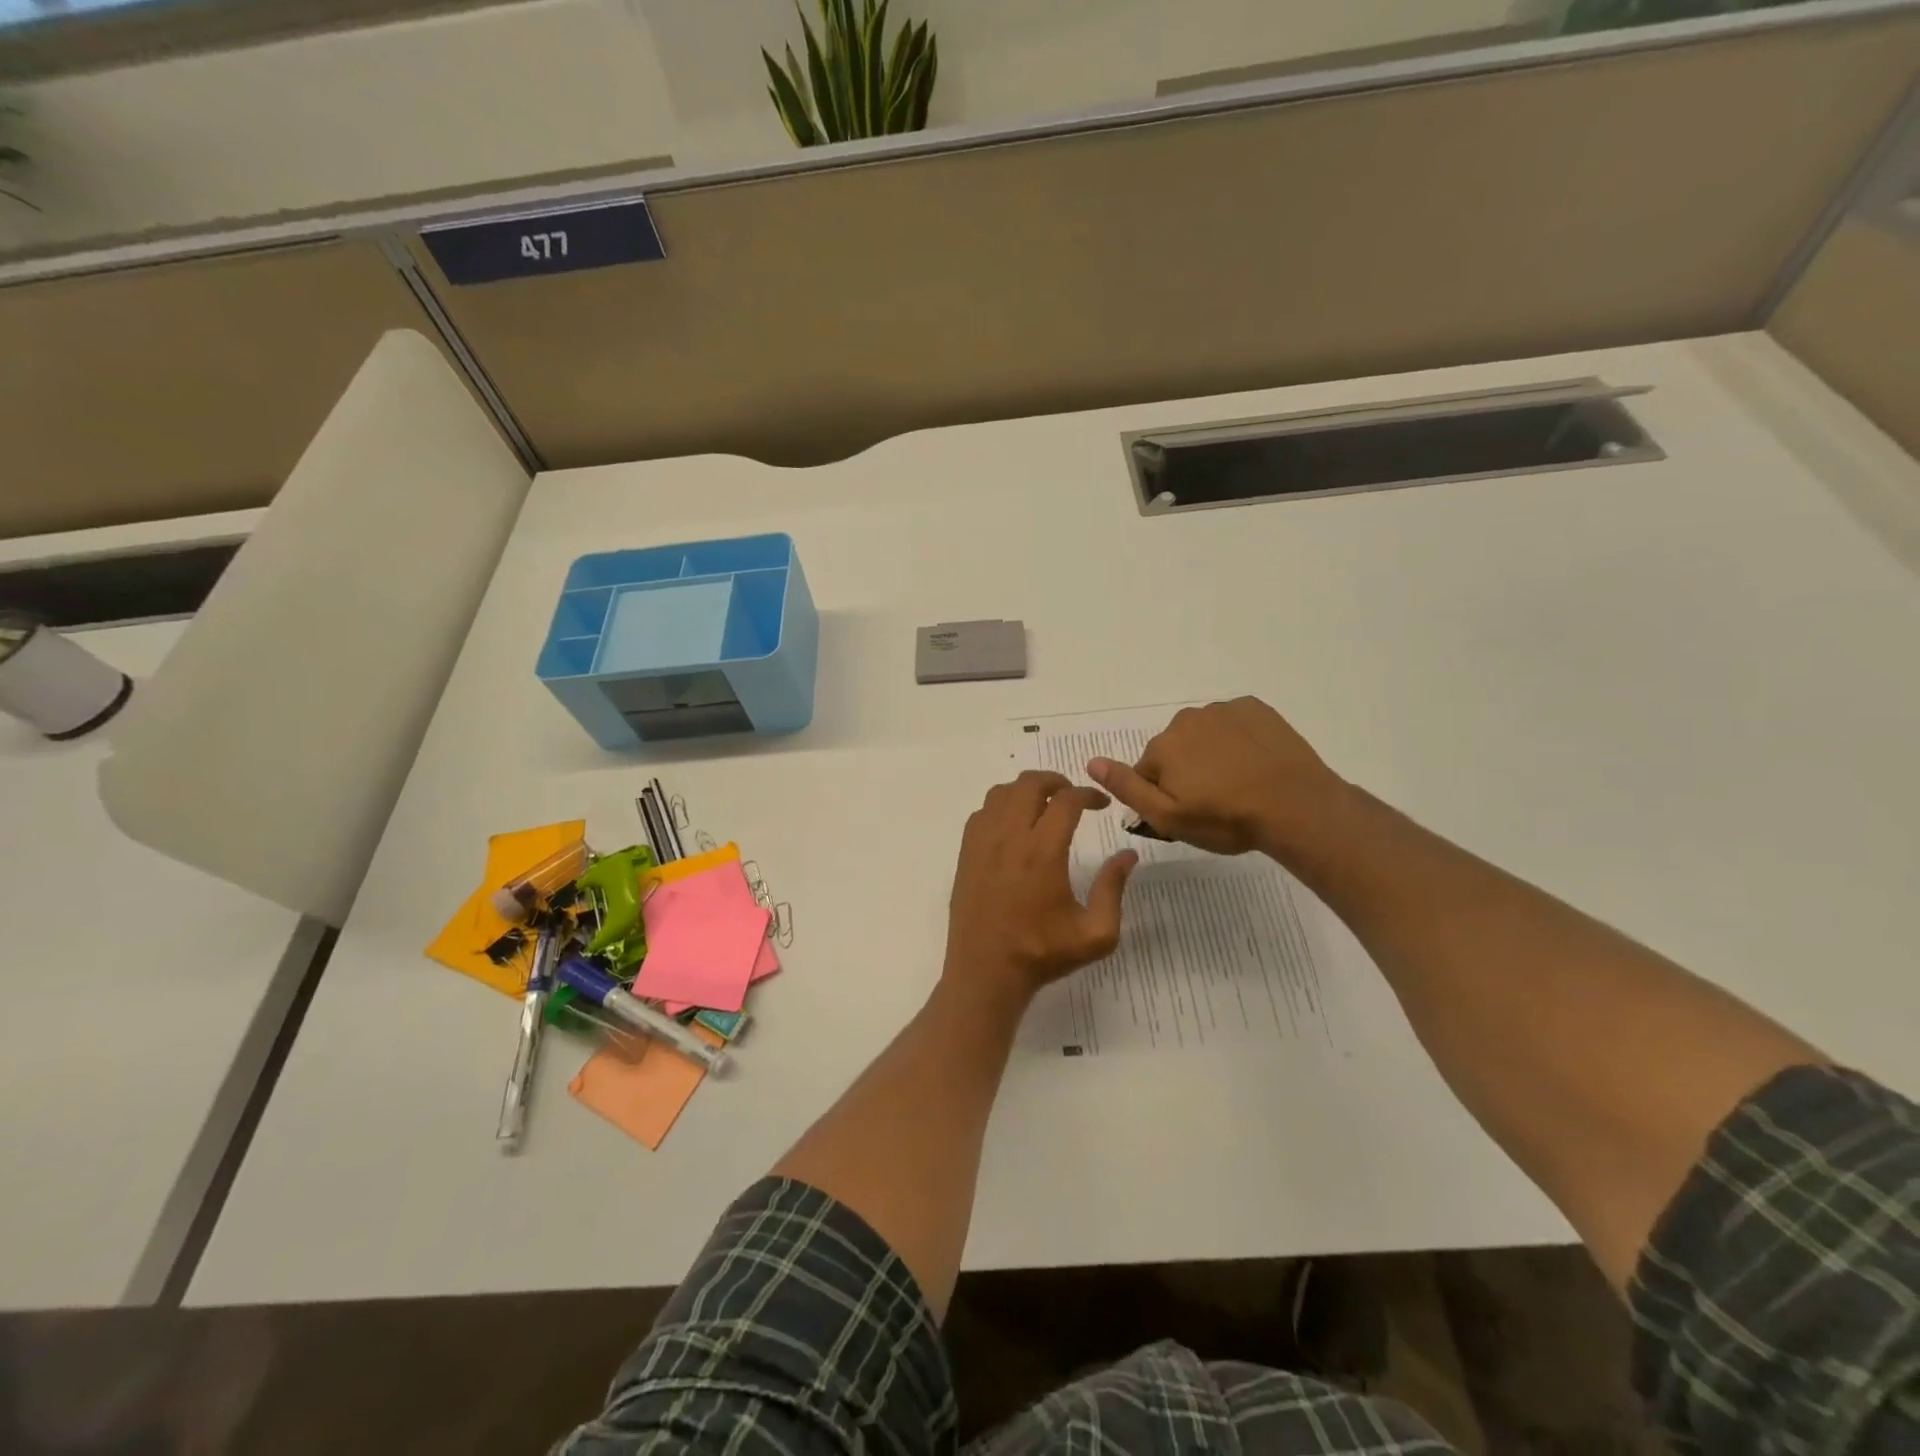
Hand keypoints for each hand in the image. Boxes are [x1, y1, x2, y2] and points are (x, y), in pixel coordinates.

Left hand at [944, 770, 1137, 1003]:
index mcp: (1043, 852)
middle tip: (1072, 796)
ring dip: (1025, 790)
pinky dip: (1000, 806)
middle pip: (1029, 784)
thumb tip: (1127, 855)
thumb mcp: (1096, 934)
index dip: (1088, 794)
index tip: (1102, 804)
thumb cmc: (1042, 954)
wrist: (986, 973)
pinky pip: (982, 812)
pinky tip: (1013, 826)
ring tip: (1043, 805)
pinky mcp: (965, 854)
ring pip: (1001, 793)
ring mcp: (982, 843)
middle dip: (1055, 781)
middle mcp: (1009, 838)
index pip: (1066, 801)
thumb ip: (1113, 889)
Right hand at [1088, 696, 1345, 859]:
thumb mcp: (1168, 817)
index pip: (1148, 771)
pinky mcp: (1255, 708)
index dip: (1164, 795)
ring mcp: (1224, 710)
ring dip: (1212, 754)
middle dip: (1187, 770)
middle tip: (1215, 801)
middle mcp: (1186, 719)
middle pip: (1175, 749)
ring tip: (1238, 784)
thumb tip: (1092, 762)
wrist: (1296, 806)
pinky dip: (1238, 739)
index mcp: (1163, 746)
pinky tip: (1255, 763)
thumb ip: (1127, 788)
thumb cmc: (1226, 819)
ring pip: (1204, 735)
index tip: (1190, 812)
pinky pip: (1234, 723)